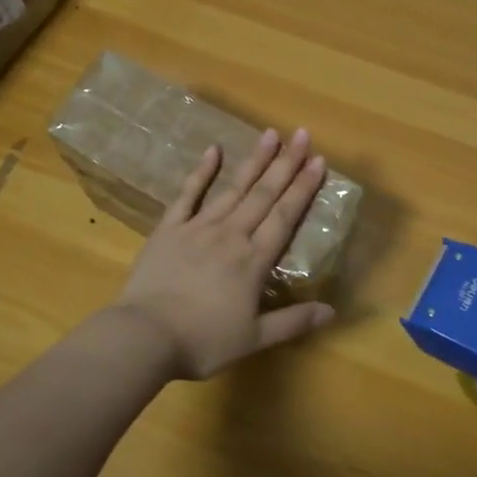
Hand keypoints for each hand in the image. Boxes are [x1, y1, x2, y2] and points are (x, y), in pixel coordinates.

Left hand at [114, 128, 336, 379]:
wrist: (144, 336)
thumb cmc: (202, 341)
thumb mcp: (254, 339)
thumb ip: (293, 321)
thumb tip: (332, 311)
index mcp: (253, 261)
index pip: (285, 217)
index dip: (303, 188)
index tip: (319, 161)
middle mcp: (231, 235)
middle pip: (263, 195)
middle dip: (285, 164)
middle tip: (302, 135)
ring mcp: (198, 228)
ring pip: (233, 188)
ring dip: (253, 161)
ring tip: (270, 134)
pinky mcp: (169, 229)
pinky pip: (188, 195)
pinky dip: (201, 172)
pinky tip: (212, 150)